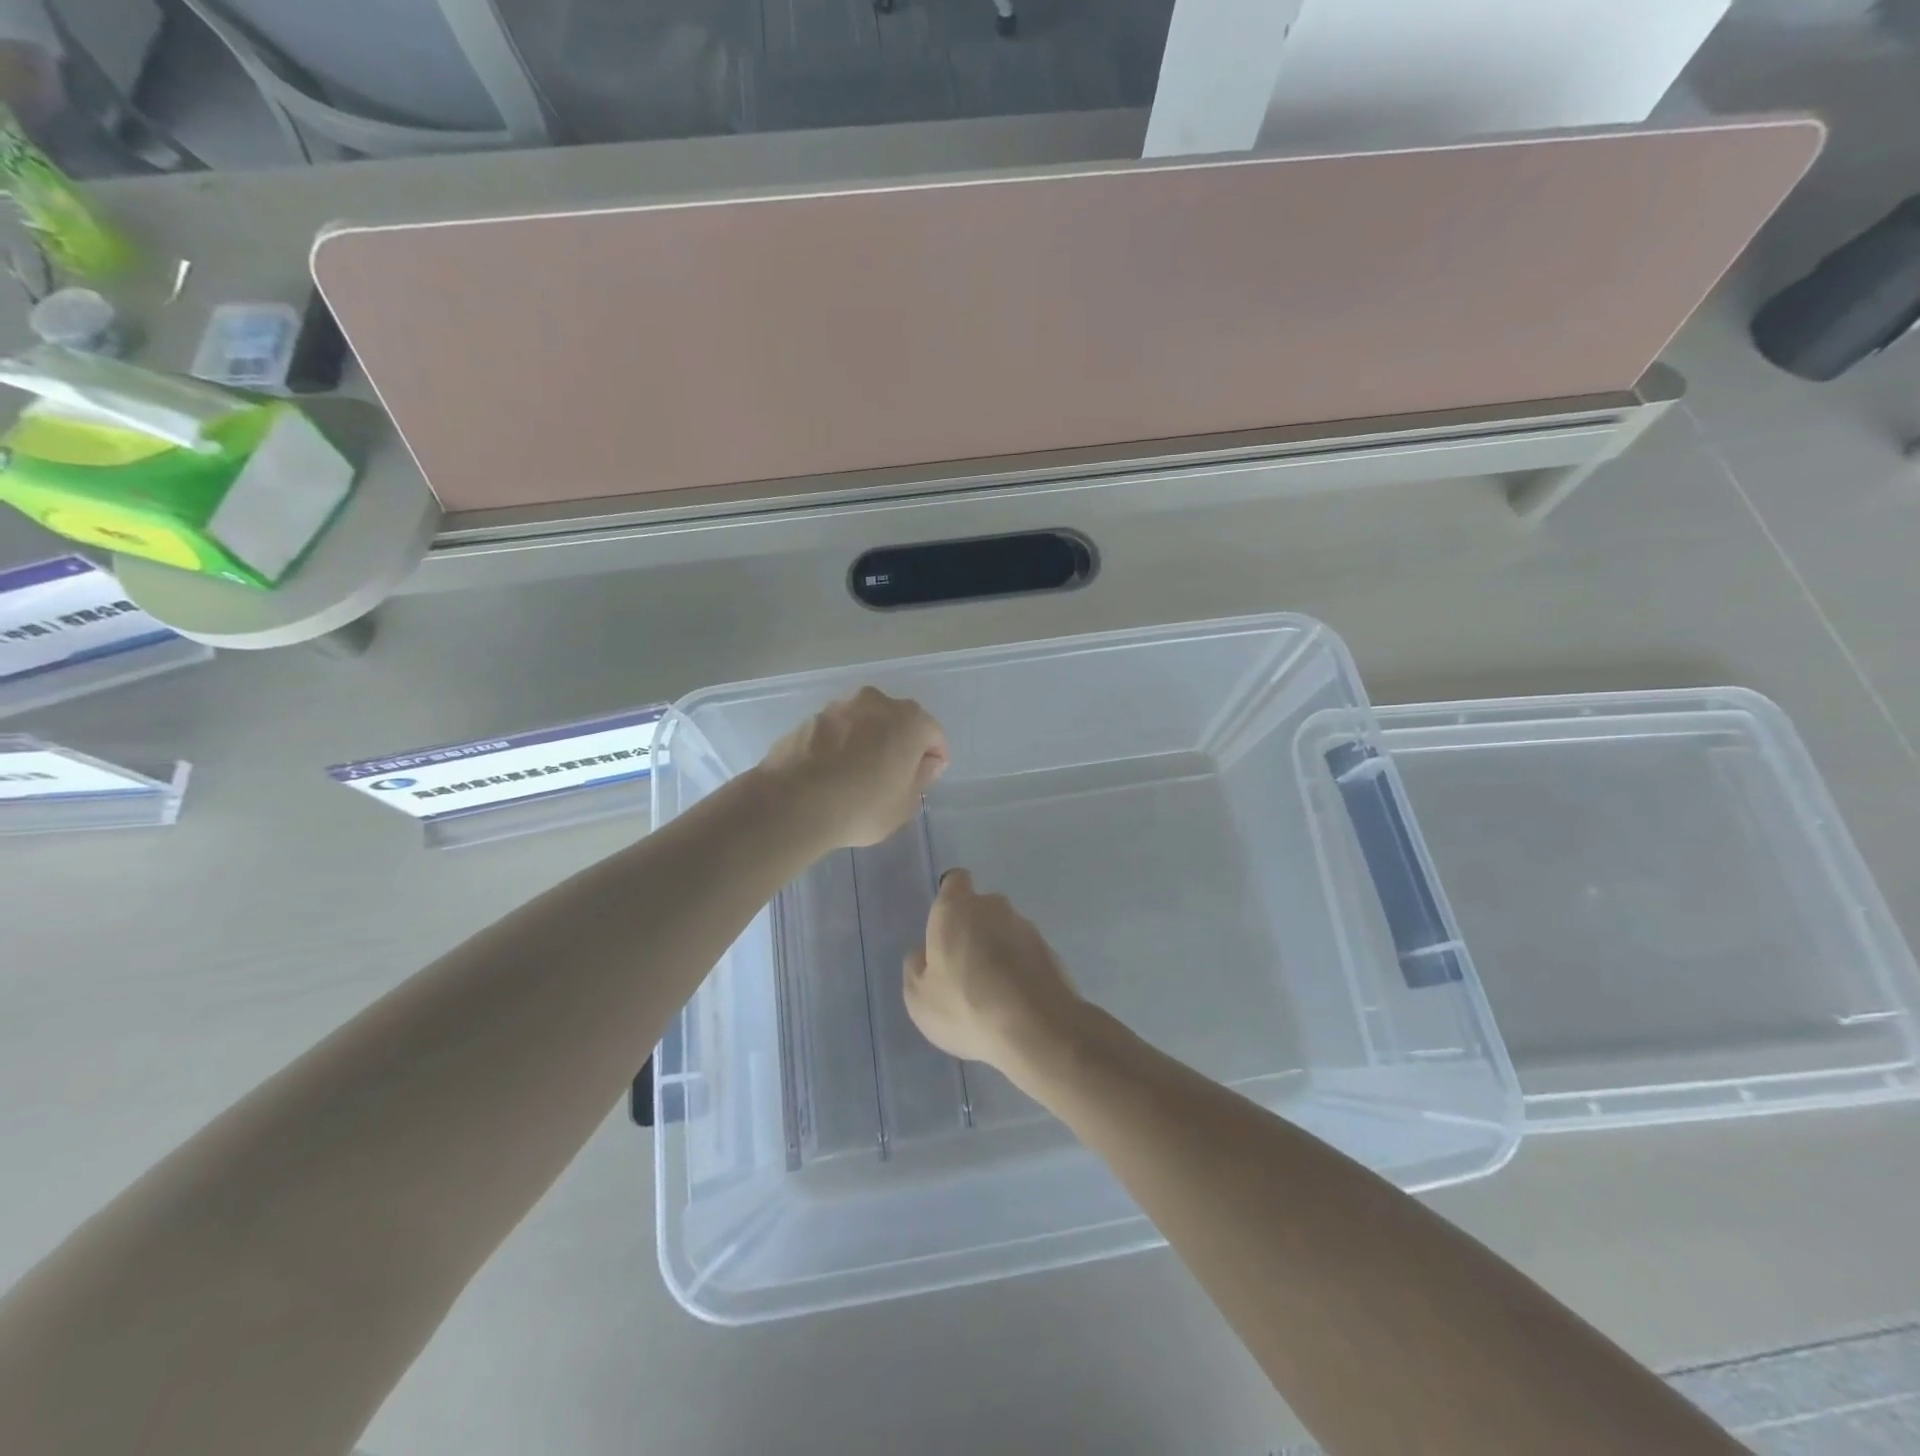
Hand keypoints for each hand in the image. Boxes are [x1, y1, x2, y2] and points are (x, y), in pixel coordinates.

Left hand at [757, 687, 947, 848]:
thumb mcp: (904, 804)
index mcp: (909, 720)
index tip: (925, 779)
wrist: (793, 802)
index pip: (933, 734)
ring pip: (863, 723)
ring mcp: (838, 707)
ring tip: (857, 775)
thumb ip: (921, 778)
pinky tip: (830, 773)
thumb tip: (925, 763)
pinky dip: (838, 746)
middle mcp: (876, 703)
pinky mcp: (808, 719)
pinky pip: (835, 732)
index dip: (933, 758)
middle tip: (893, 775)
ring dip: (866, 741)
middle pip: (897, 721)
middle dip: (898, 743)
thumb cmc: (863, 805)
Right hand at [905, 870, 1085, 1077]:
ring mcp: (1027, 927)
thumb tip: (925, 954)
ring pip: (1005, 932)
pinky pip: (1026, 955)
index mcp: (956, 908)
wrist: (1036, 1028)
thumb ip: (917, 967)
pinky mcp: (1051, 951)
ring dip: (998, 952)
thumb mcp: (919, 998)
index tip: (945, 928)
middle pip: (980, 909)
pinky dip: (1019, 970)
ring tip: (993, 994)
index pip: (955, 881)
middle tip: (964, 971)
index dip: (950, 899)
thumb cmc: (965, 1005)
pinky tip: (1014, 1003)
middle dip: (973, 931)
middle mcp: (994, 907)